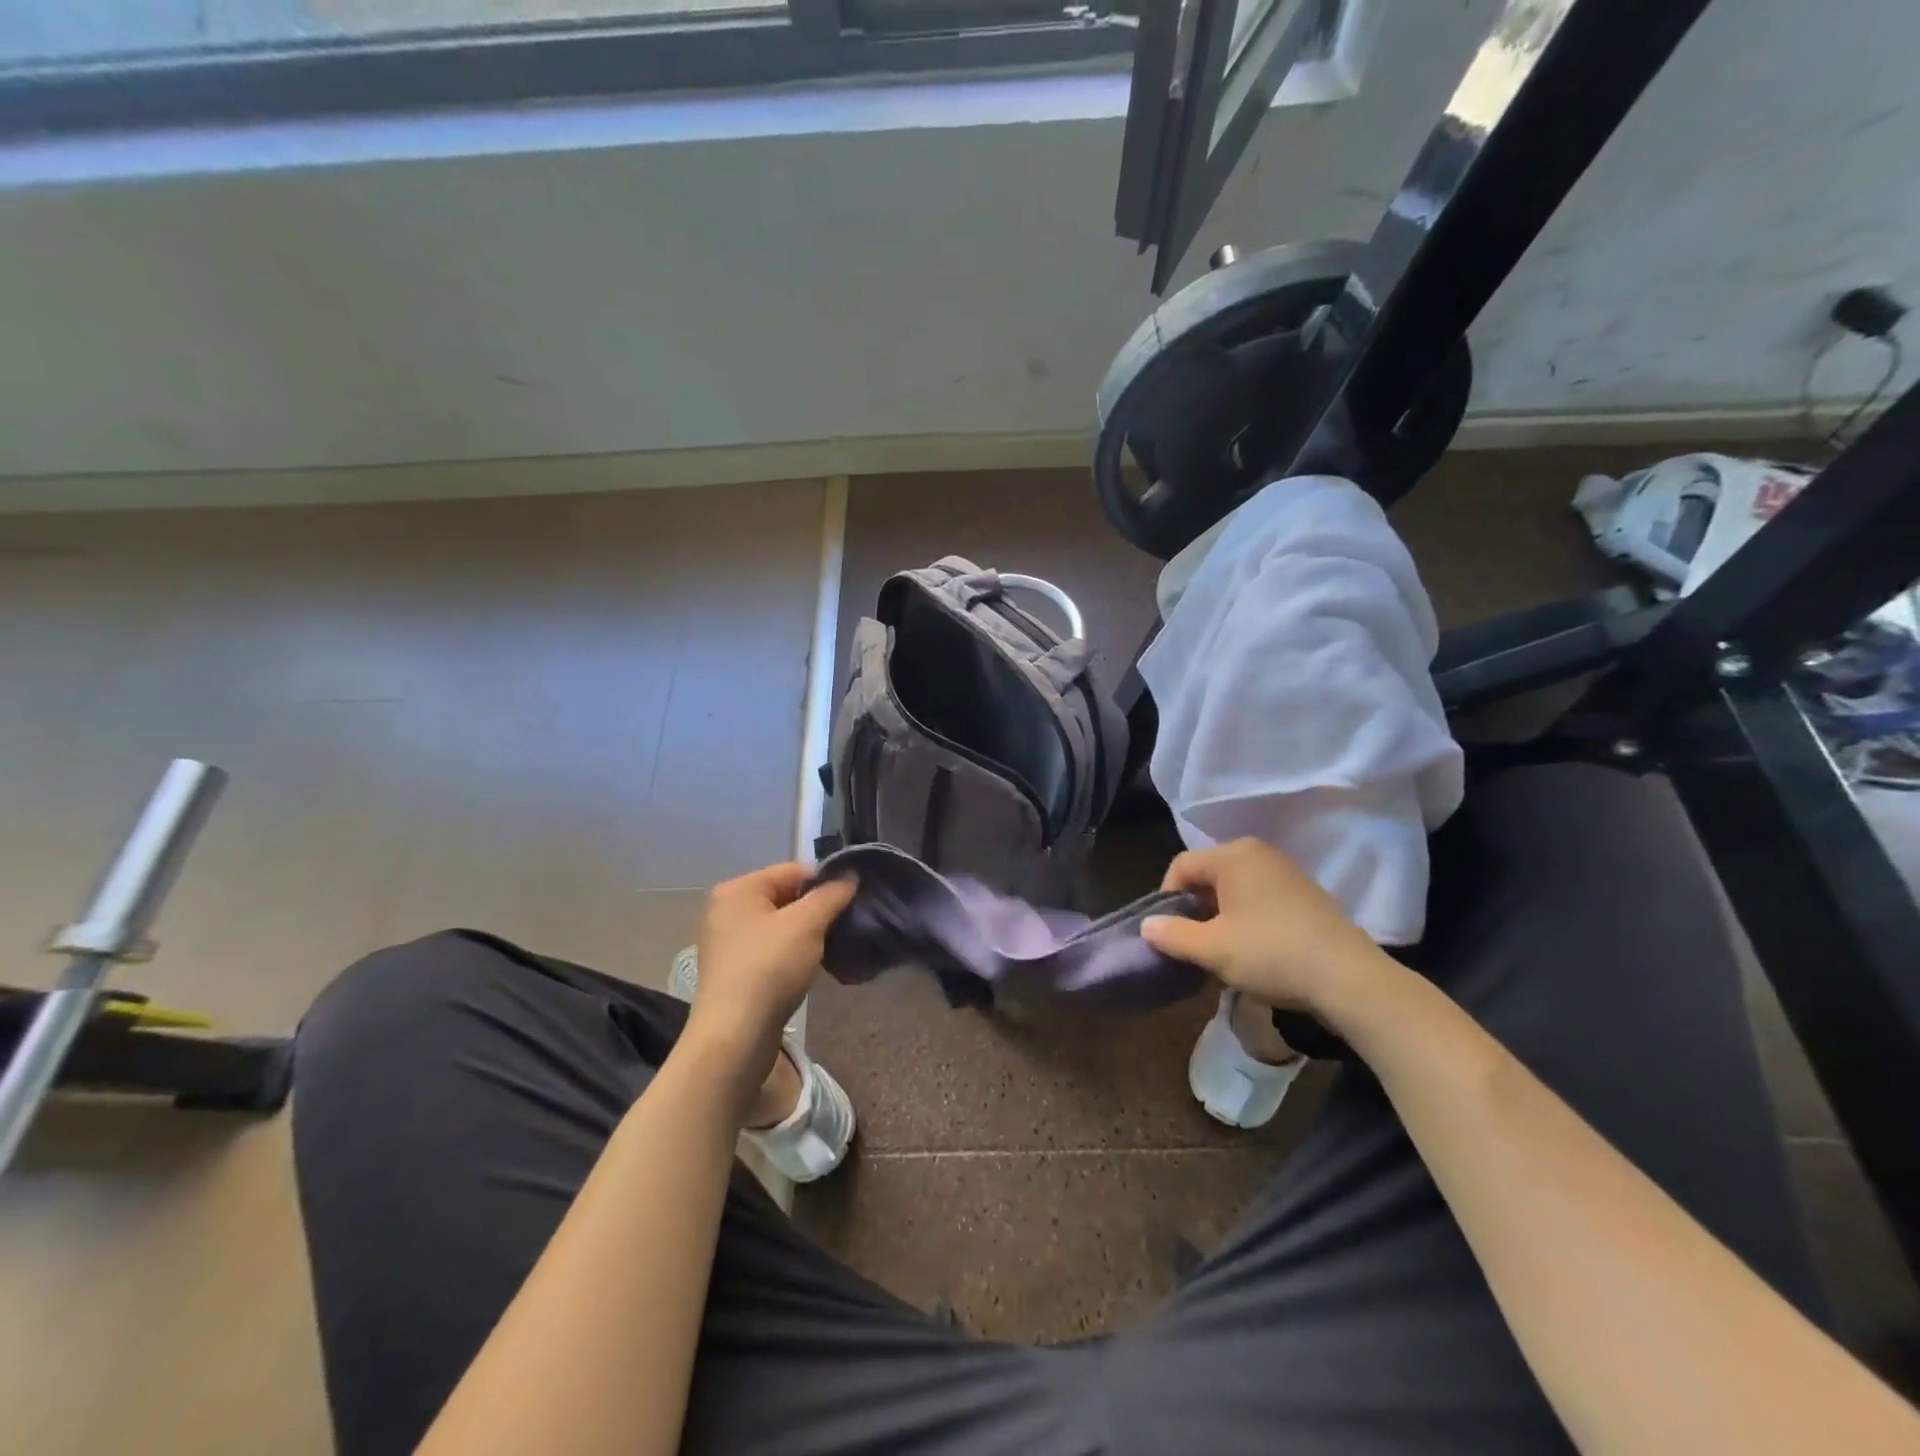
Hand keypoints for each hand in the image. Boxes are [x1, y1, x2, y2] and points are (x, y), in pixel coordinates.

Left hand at [680, 864, 855, 1106]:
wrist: (734, 1037)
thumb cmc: (769, 969)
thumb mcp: (807, 924)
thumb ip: (831, 895)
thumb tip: (850, 875)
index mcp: (738, 889)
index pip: (793, 870)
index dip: (826, 881)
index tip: (853, 899)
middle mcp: (728, 910)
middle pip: (786, 896)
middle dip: (818, 909)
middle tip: (846, 923)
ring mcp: (728, 943)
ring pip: (781, 925)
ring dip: (808, 934)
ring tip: (834, 946)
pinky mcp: (735, 971)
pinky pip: (772, 950)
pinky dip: (793, 954)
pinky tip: (812, 967)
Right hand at [1140, 837, 1397, 1021]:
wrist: (1348, 978)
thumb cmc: (1270, 953)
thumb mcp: (1212, 949)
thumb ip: (1172, 934)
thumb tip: (1147, 925)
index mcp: (1233, 855)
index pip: (1181, 866)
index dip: (1166, 898)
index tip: (1168, 933)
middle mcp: (1258, 852)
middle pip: (1209, 875)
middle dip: (1195, 908)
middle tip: (1193, 944)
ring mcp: (1286, 871)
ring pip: (1235, 888)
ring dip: (1220, 916)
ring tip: (1221, 951)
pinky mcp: (1306, 893)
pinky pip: (1261, 897)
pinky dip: (1248, 918)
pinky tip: (1254, 951)